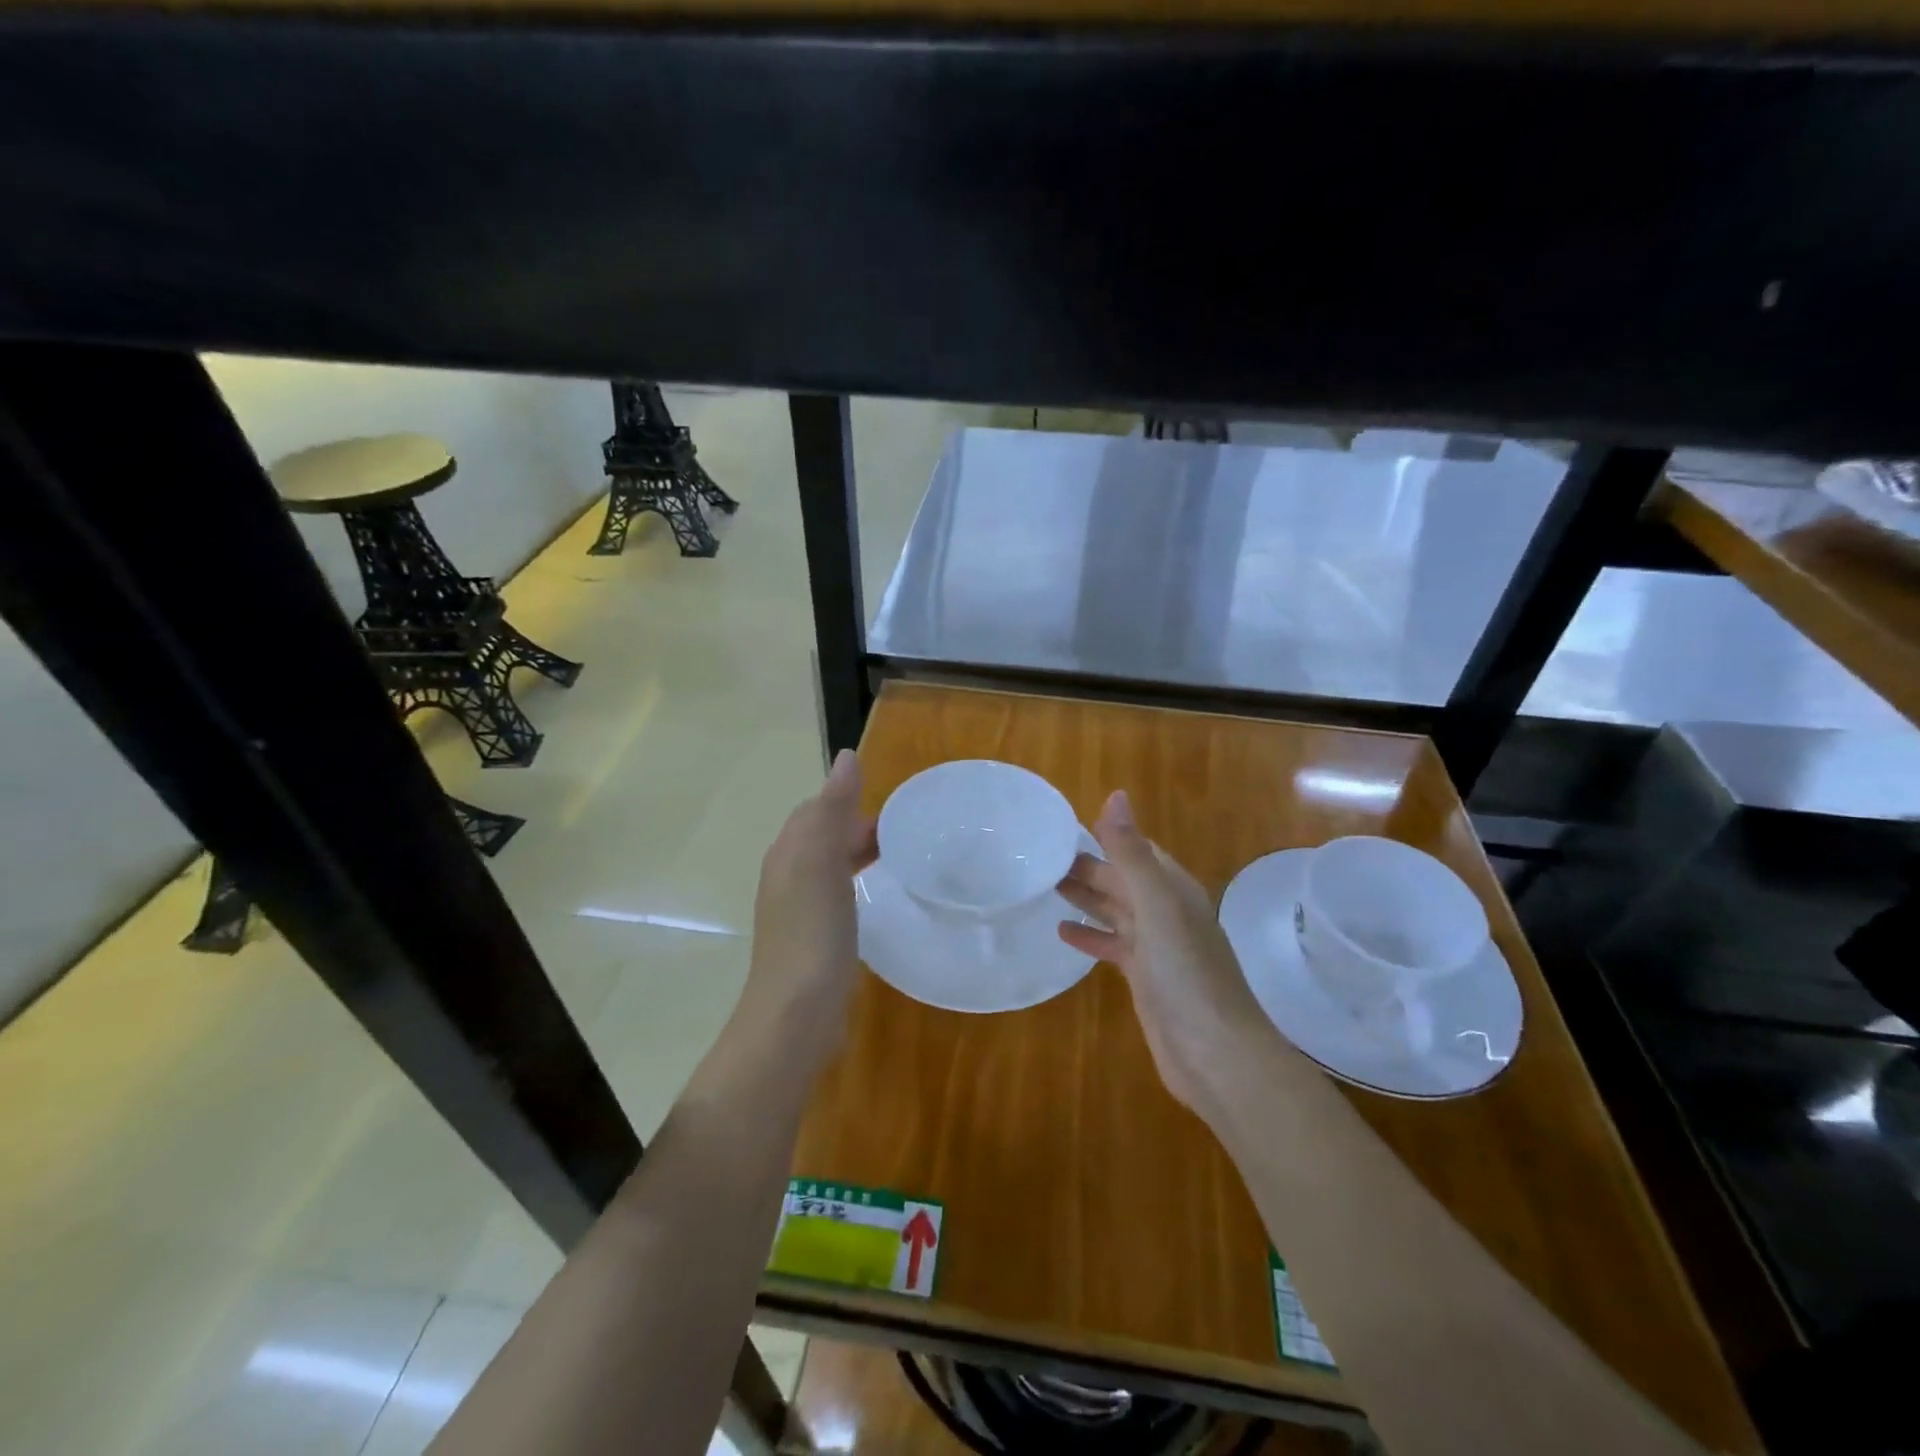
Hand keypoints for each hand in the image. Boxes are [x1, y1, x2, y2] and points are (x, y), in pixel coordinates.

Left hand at [734, 749, 878, 1073]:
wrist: (796, 1013)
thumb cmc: (812, 932)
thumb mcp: (823, 862)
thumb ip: (833, 810)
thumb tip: (846, 757)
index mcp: (789, 853)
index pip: (816, 809)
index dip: (848, 799)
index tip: (892, 804)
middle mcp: (788, 876)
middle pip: (822, 836)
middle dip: (858, 826)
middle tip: (907, 831)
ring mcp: (798, 910)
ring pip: (830, 866)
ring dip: (859, 853)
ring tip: (899, 857)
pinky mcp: (813, 939)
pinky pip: (837, 895)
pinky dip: (858, 883)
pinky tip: (879, 897)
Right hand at [1056, 791, 1284, 1121]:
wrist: (1216, 1054)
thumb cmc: (1187, 973)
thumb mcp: (1157, 906)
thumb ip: (1132, 854)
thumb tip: (1115, 796)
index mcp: (1173, 889)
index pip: (1136, 850)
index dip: (1104, 835)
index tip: (1061, 827)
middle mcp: (1166, 912)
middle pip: (1121, 880)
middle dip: (1087, 866)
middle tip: (1038, 858)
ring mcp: (1156, 947)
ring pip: (1115, 910)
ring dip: (1085, 897)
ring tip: (1045, 885)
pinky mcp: (1145, 978)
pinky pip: (1112, 945)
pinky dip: (1090, 936)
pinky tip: (1062, 932)